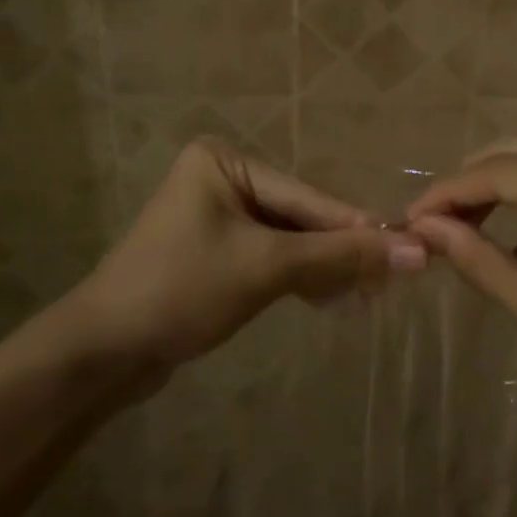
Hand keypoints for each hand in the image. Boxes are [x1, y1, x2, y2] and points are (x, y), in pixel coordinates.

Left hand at [65, 138, 426, 373]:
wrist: (101, 354)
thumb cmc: (181, 290)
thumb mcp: (266, 268)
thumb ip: (339, 257)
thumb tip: (415, 251)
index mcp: (224, 162)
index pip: (306, 196)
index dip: (357, 227)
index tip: (409, 247)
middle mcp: (220, 179)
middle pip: (298, 217)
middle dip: (339, 252)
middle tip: (390, 282)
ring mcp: (215, 217)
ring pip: (287, 240)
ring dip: (323, 269)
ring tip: (365, 297)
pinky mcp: (213, 253)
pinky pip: (268, 258)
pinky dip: (297, 278)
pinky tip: (328, 299)